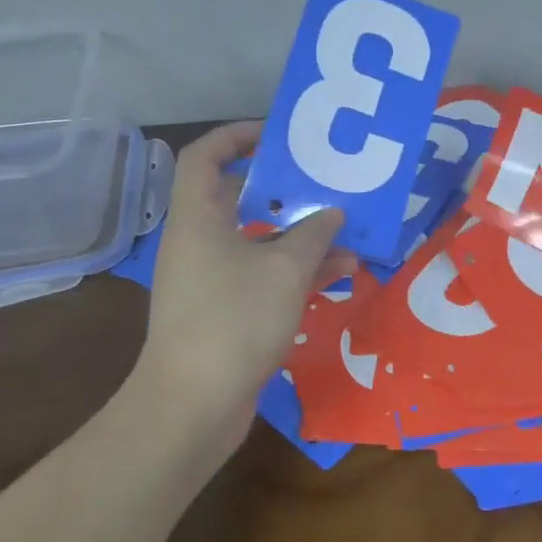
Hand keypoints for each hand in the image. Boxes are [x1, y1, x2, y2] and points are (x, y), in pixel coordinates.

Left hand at [133, 122, 354, 450]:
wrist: (193, 404)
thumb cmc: (234, 319)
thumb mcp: (284, 270)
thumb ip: (312, 235)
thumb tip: (332, 213)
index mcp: (198, 218)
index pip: (206, 156)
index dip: (238, 136)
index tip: (279, 136)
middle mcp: (199, 243)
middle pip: (238, 200)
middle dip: (284, 191)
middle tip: (325, 183)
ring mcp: (211, 280)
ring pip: (258, 243)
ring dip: (300, 237)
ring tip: (348, 231)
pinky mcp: (225, 313)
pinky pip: (263, 278)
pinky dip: (297, 272)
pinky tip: (341, 273)